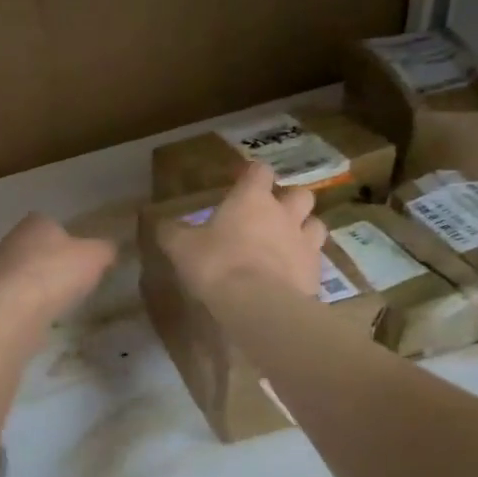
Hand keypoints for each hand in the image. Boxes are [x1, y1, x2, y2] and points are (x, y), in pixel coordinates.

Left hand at [0, 214, 116, 323]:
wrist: (16, 310)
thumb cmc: (57, 272)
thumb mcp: (96, 256)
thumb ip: (106, 249)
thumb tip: (109, 249)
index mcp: (35, 222)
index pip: (51, 222)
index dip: (67, 238)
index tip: (81, 255)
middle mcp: (12, 239)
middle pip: (37, 247)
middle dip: (53, 260)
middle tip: (74, 278)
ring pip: (26, 271)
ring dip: (40, 282)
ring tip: (61, 300)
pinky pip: (18, 295)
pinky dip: (31, 302)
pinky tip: (44, 314)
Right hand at [156, 162, 327, 301]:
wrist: (259, 305)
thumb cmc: (217, 265)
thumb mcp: (181, 248)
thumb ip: (172, 232)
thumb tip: (161, 223)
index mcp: (252, 199)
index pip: (259, 171)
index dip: (251, 174)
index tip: (240, 182)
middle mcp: (284, 213)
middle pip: (299, 193)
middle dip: (288, 200)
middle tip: (271, 214)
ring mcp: (305, 242)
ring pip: (315, 224)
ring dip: (304, 228)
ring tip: (288, 242)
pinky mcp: (316, 272)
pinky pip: (316, 259)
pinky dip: (305, 262)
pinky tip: (292, 274)